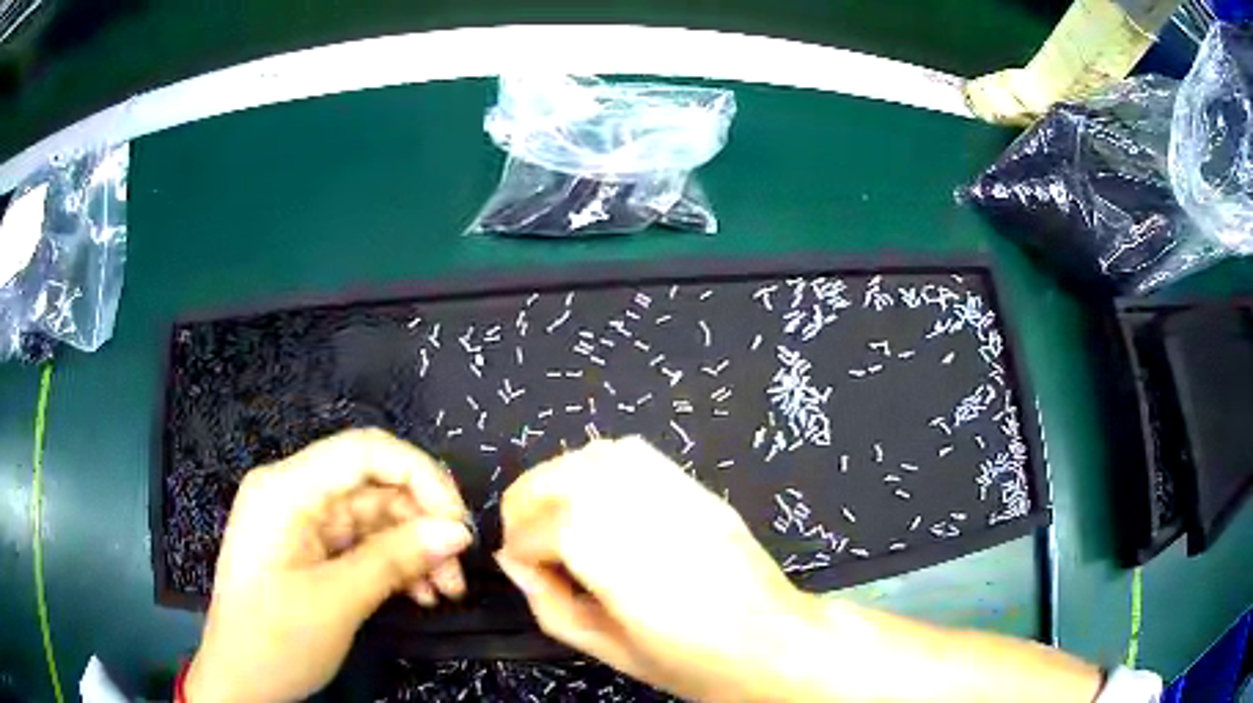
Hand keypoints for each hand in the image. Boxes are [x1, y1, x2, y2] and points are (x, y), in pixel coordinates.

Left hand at [186, 428, 472, 702]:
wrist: (241, 683)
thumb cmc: (275, 641)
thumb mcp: (337, 602)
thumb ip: (395, 560)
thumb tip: (458, 532)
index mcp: (286, 489)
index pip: (364, 451)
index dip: (420, 475)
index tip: (458, 524)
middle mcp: (293, 493)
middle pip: (373, 484)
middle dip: (422, 523)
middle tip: (458, 571)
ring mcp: (302, 522)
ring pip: (374, 517)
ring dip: (414, 550)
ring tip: (445, 592)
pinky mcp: (310, 549)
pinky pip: (363, 543)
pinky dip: (394, 565)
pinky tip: (418, 594)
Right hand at [495, 436, 815, 700]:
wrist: (776, 643)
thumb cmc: (695, 662)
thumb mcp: (611, 650)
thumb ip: (551, 604)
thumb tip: (515, 564)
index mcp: (618, 560)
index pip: (541, 528)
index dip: (519, 548)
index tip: (524, 572)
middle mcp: (641, 512)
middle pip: (559, 478)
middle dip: (526, 504)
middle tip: (526, 542)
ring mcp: (674, 492)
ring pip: (593, 456)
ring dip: (558, 480)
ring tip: (555, 517)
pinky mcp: (695, 488)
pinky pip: (634, 454)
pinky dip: (600, 466)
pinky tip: (598, 498)